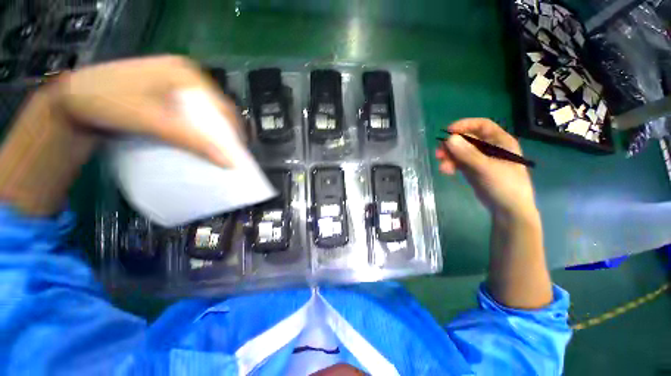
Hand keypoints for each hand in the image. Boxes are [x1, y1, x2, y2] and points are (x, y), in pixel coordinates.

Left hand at [0, 56, 241, 215]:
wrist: (71, 100)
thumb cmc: (109, 102)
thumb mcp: (152, 120)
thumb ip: (191, 139)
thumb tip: (229, 162)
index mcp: (186, 73)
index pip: (223, 105)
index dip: (235, 130)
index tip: (239, 152)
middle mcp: (185, 75)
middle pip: (216, 107)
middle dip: (226, 131)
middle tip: (229, 152)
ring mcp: (174, 83)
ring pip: (205, 111)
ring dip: (213, 131)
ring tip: (217, 149)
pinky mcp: (165, 93)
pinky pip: (192, 112)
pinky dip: (198, 127)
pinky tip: (198, 138)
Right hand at [435, 118, 537, 219]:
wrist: (508, 210)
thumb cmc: (504, 186)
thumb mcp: (486, 168)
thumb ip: (467, 154)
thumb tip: (448, 139)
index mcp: (500, 142)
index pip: (482, 125)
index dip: (465, 125)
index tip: (448, 131)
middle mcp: (490, 148)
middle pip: (467, 139)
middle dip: (452, 145)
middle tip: (438, 153)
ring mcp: (481, 159)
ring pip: (461, 152)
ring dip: (449, 157)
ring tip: (442, 166)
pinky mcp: (473, 170)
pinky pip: (460, 162)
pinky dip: (452, 165)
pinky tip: (446, 171)